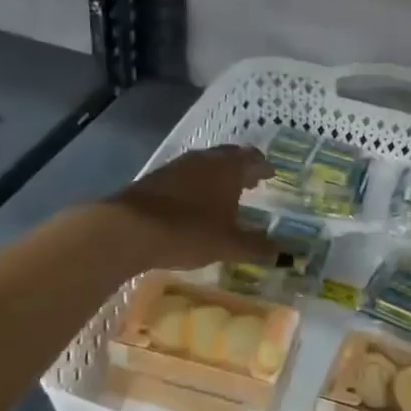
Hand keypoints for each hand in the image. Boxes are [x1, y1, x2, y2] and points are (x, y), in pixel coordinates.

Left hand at [106, 145, 276, 270]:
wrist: (128, 229)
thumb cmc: (188, 231)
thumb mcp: (228, 245)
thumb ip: (256, 247)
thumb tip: (282, 255)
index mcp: (229, 168)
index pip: (253, 159)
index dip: (264, 167)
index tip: (271, 174)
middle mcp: (205, 159)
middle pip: (230, 156)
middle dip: (242, 167)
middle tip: (251, 181)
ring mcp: (178, 166)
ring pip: (206, 163)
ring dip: (218, 174)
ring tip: (225, 192)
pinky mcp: (156, 177)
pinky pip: (186, 174)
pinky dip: (197, 183)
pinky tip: (195, 200)